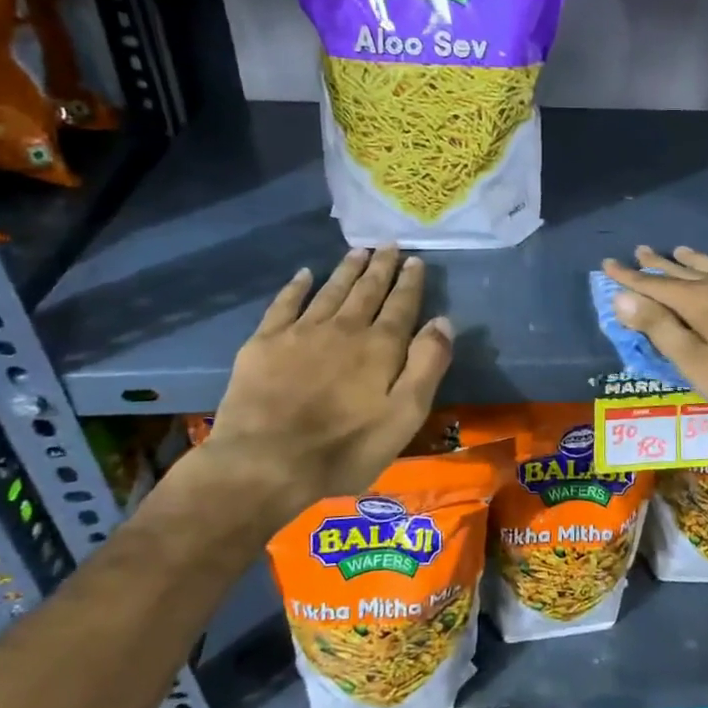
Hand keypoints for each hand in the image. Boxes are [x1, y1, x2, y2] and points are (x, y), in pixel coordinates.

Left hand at [198, 248, 452, 517]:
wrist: (265, 463)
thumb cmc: (345, 448)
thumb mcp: (404, 416)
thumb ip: (427, 366)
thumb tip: (443, 321)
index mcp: (380, 346)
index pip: (401, 305)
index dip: (410, 282)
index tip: (416, 260)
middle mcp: (343, 328)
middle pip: (366, 290)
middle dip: (381, 267)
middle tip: (389, 245)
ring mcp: (301, 332)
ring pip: (330, 290)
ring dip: (346, 270)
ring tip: (358, 251)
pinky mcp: (264, 343)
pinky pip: (284, 304)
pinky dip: (296, 287)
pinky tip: (304, 275)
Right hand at [599, 246, 707, 445]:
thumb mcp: (697, 365)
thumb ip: (660, 328)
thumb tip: (622, 297)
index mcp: (703, 302)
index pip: (656, 286)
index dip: (630, 278)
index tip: (608, 264)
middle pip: (688, 272)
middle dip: (661, 264)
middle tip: (642, 251)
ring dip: (699, 261)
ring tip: (682, 250)